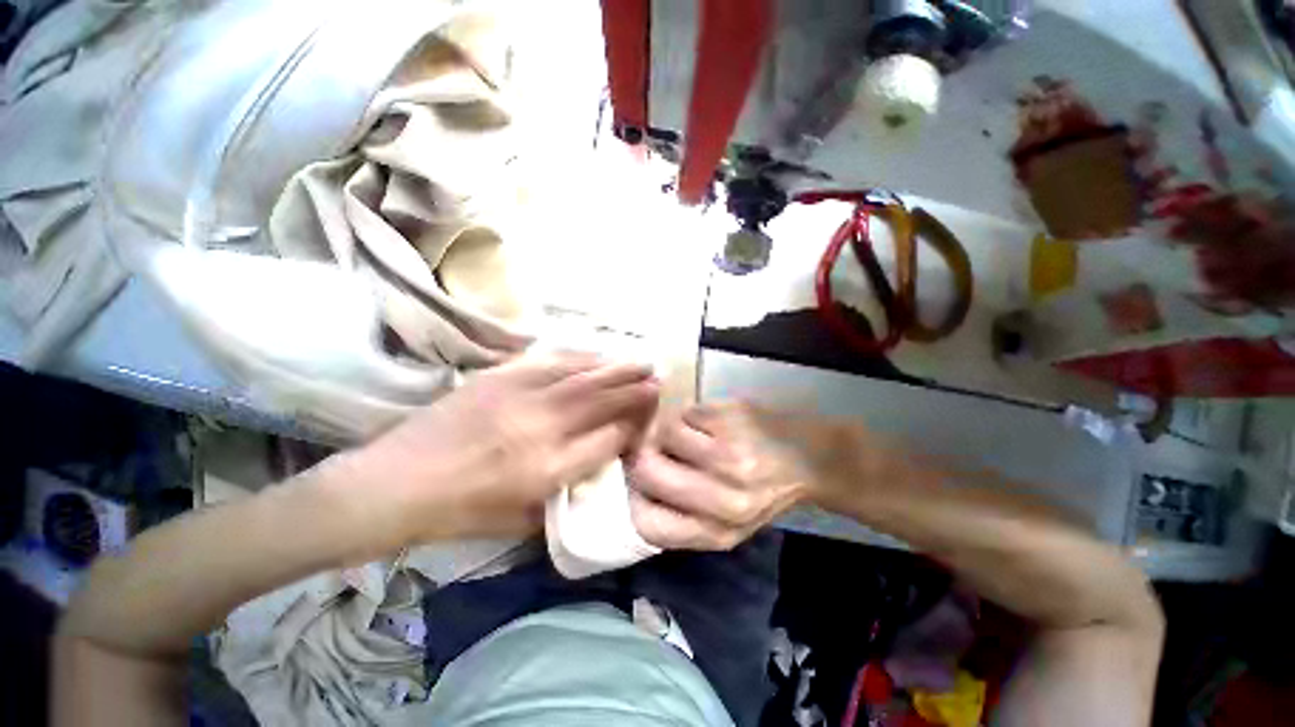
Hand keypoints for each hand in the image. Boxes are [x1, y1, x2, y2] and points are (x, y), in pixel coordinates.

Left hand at [329, 353, 658, 551]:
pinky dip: (580, 357)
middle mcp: (541, 429)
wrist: (393, 484)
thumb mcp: (519, 520)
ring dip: (616, 367)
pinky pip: (550, 362)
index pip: (608, 439)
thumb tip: (596, 463)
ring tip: (640, 361)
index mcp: (546, 471)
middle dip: (635, 389)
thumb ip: (565, 491)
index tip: (649, 417)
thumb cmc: (459, 513)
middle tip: (659, 378)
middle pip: (602, 401)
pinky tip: (597, 354)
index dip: (633, 425)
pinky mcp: (499, 377)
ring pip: (582, 376)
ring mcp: (519, 397)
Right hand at [627, 401, 812, 550]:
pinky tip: (709, 422)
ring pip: (664, 433)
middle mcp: (726, 499)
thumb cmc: (765, 490)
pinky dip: (690, 415)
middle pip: (648, 471)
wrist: (810, 457)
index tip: (639, 481)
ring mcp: (731, 454)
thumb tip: (634, 488)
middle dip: (642, 454)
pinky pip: (687, 412)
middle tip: (651, 445)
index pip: (648, 523)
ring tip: (687, 433)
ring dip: (670, 430)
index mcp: (720, 531)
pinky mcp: (735, 419)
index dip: (634, 497)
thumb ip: (684, 518)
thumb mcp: (728, 522)